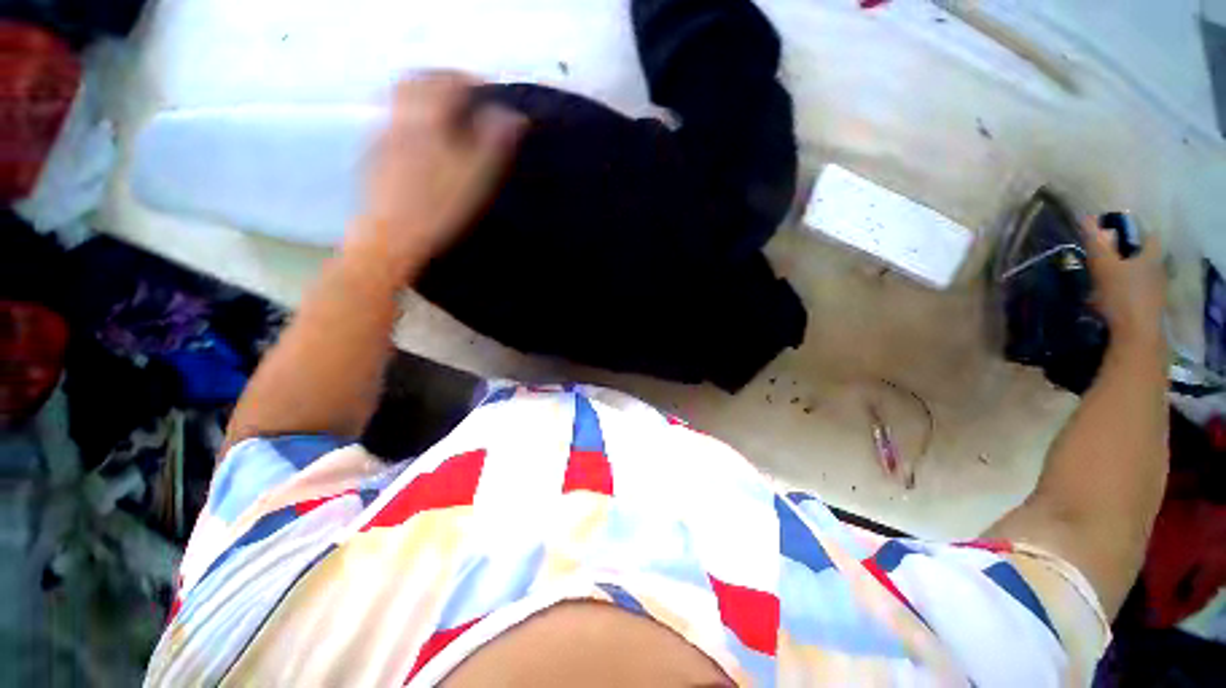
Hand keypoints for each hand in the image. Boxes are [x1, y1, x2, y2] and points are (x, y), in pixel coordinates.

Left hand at [344, 71, 526, 281]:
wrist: (391, 236)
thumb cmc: (439, 207)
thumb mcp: (477, 176)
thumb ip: (494, 141)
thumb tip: (513, 115)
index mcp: (427, 118)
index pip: (449, 81)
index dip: (472, 81)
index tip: (490, 92)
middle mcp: (400, 117)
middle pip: (417, 81)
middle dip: (442, 80)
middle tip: (464, 95)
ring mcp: (382, 135)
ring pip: (401, 100)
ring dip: (424, 98)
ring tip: (446, 117)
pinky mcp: (373, 154)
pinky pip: (393, 122)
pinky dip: (411, 119)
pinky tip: (424, 142)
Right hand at [1083, 217, 1165, 348]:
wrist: (1135, 335)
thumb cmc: (1122, 295)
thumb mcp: (1104, 265)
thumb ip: (1096, 242)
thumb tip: (1086, 217)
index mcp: (1151, 257)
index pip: (1148, 237)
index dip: (1134, 232)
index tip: (1116, 232)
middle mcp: (1157, 271)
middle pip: (1143, 257)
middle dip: (1126, 255)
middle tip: (1104, 256)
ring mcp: (1153, 292)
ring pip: (1138, 276)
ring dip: (1122, 276)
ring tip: (1100, 279)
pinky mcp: (1146, 310)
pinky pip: (1133, 294)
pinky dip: (1121, 293)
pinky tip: (1106, 299)